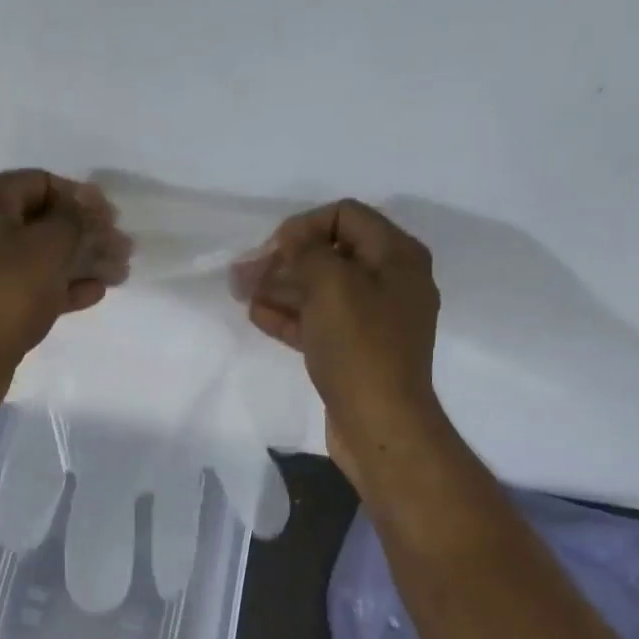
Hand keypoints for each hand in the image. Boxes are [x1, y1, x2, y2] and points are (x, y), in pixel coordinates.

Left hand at [0, 169, 130, 393]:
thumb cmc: (10, 290)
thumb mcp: (51, 245)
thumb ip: (75, 219)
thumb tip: (85, 208)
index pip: (40, 183)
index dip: (82, 198)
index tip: (112, 218)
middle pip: (41, 222)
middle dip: (86, 234)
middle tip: (123, 248)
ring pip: (38, 256)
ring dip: (80, 261)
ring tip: (119, 273)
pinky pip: (28, 284)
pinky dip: (60, 285)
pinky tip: (95, 293)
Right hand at [234, 199, 443, 491]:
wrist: (380, 423)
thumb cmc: (359, 347)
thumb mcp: (332, 285)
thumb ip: (307, 251)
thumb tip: (292, 237)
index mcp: (397, 256)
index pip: (345, 216)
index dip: (303, 226)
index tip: (270, 250)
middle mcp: (391, 282)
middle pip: (331, 254)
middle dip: (285, 260)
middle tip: (244, 273)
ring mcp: (373, 320)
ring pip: (321, 291)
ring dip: (281, 288)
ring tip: (242, 292)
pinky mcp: (356, 351)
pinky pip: (320, 323)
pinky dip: (290, 316)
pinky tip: (258, 315)